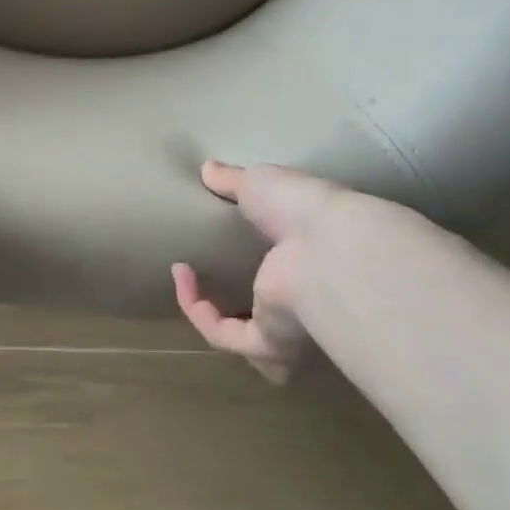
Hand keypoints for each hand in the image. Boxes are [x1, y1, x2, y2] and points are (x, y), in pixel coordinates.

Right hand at [172, 161, 342, 385]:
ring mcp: (288, 325)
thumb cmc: (303, 208)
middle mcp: (305, 299)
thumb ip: (233, 180)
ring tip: (186, 278)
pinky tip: (183, 277)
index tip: (221, 233)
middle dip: (244, 311)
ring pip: (248, 340)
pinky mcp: (268, 341)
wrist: (326, 244)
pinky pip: (224, 335)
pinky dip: (198, 311)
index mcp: (311, 259)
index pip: (286, 269)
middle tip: (207, 278)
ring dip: (213, 317)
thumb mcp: (259, 182)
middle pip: (272, 317)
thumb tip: (207, 168)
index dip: (256, 257)